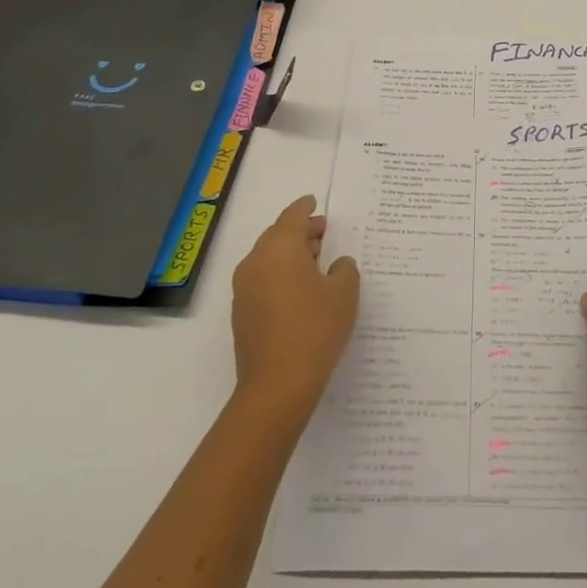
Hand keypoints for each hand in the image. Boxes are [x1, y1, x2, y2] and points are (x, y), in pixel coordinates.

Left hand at [231, 195, 359, 421]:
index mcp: (280, 248)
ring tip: (316, 262)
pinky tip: (301, 290)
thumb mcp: (344, 293)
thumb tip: (336, 265)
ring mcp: (244, 289)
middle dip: (300, 232)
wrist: (277, 385)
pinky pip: (263, 280)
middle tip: (324, 233)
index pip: (292, 216)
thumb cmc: (315, 329)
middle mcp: (256, 262)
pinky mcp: (242, 313)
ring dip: (290, 255)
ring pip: (268, 258)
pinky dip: (281, 275)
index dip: (306, 208)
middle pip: (278, 236)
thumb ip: (344, 270)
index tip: (315, 202)